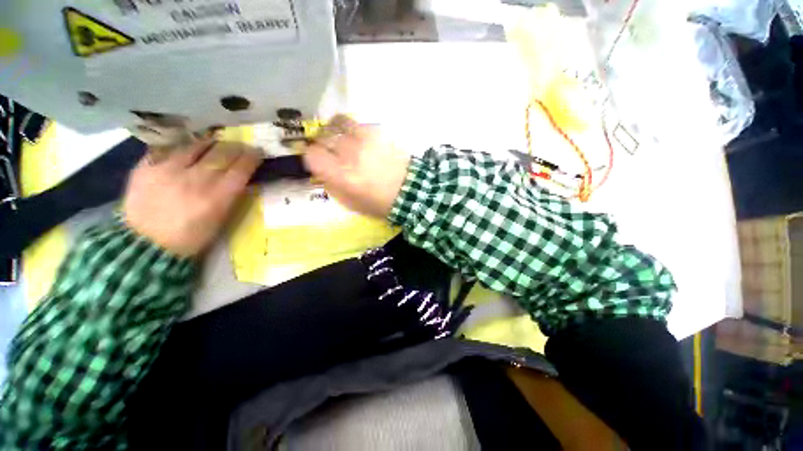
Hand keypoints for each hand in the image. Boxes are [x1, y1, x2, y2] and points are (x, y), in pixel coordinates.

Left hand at [122, 139, 260, 257]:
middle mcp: (194, 179)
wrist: (142, 249)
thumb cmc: (181, 246)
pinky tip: (180, 155)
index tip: (255, 152)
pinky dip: (178, 150)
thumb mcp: (211, 229)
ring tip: (209, 145)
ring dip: (207, 144)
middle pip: (222, 151)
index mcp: (213, 200)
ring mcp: (169, 168)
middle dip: (233, 147)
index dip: (251, 157)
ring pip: (197, 144)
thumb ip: (225, 201)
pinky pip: (170, 148)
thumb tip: (236, 178)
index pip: (240, 168)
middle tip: (236, 146)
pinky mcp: (149, 164)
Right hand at [303, 115, 409, 217]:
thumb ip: (330, 182)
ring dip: (331, 128)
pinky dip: (348, 127)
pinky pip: (354, 123)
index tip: (312, 156)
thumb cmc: (376, 202)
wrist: (409, 190)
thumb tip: (319, 167)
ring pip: (336, 124)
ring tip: (334, 134)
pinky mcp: (375, 132)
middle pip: (322, 138)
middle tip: (323, 146)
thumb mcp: (347, 201)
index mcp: (340, 176)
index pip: (312, 155)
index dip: (309, 154)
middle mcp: (348, 155)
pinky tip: (351, 133)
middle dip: (319, 141)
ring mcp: (362, 141)